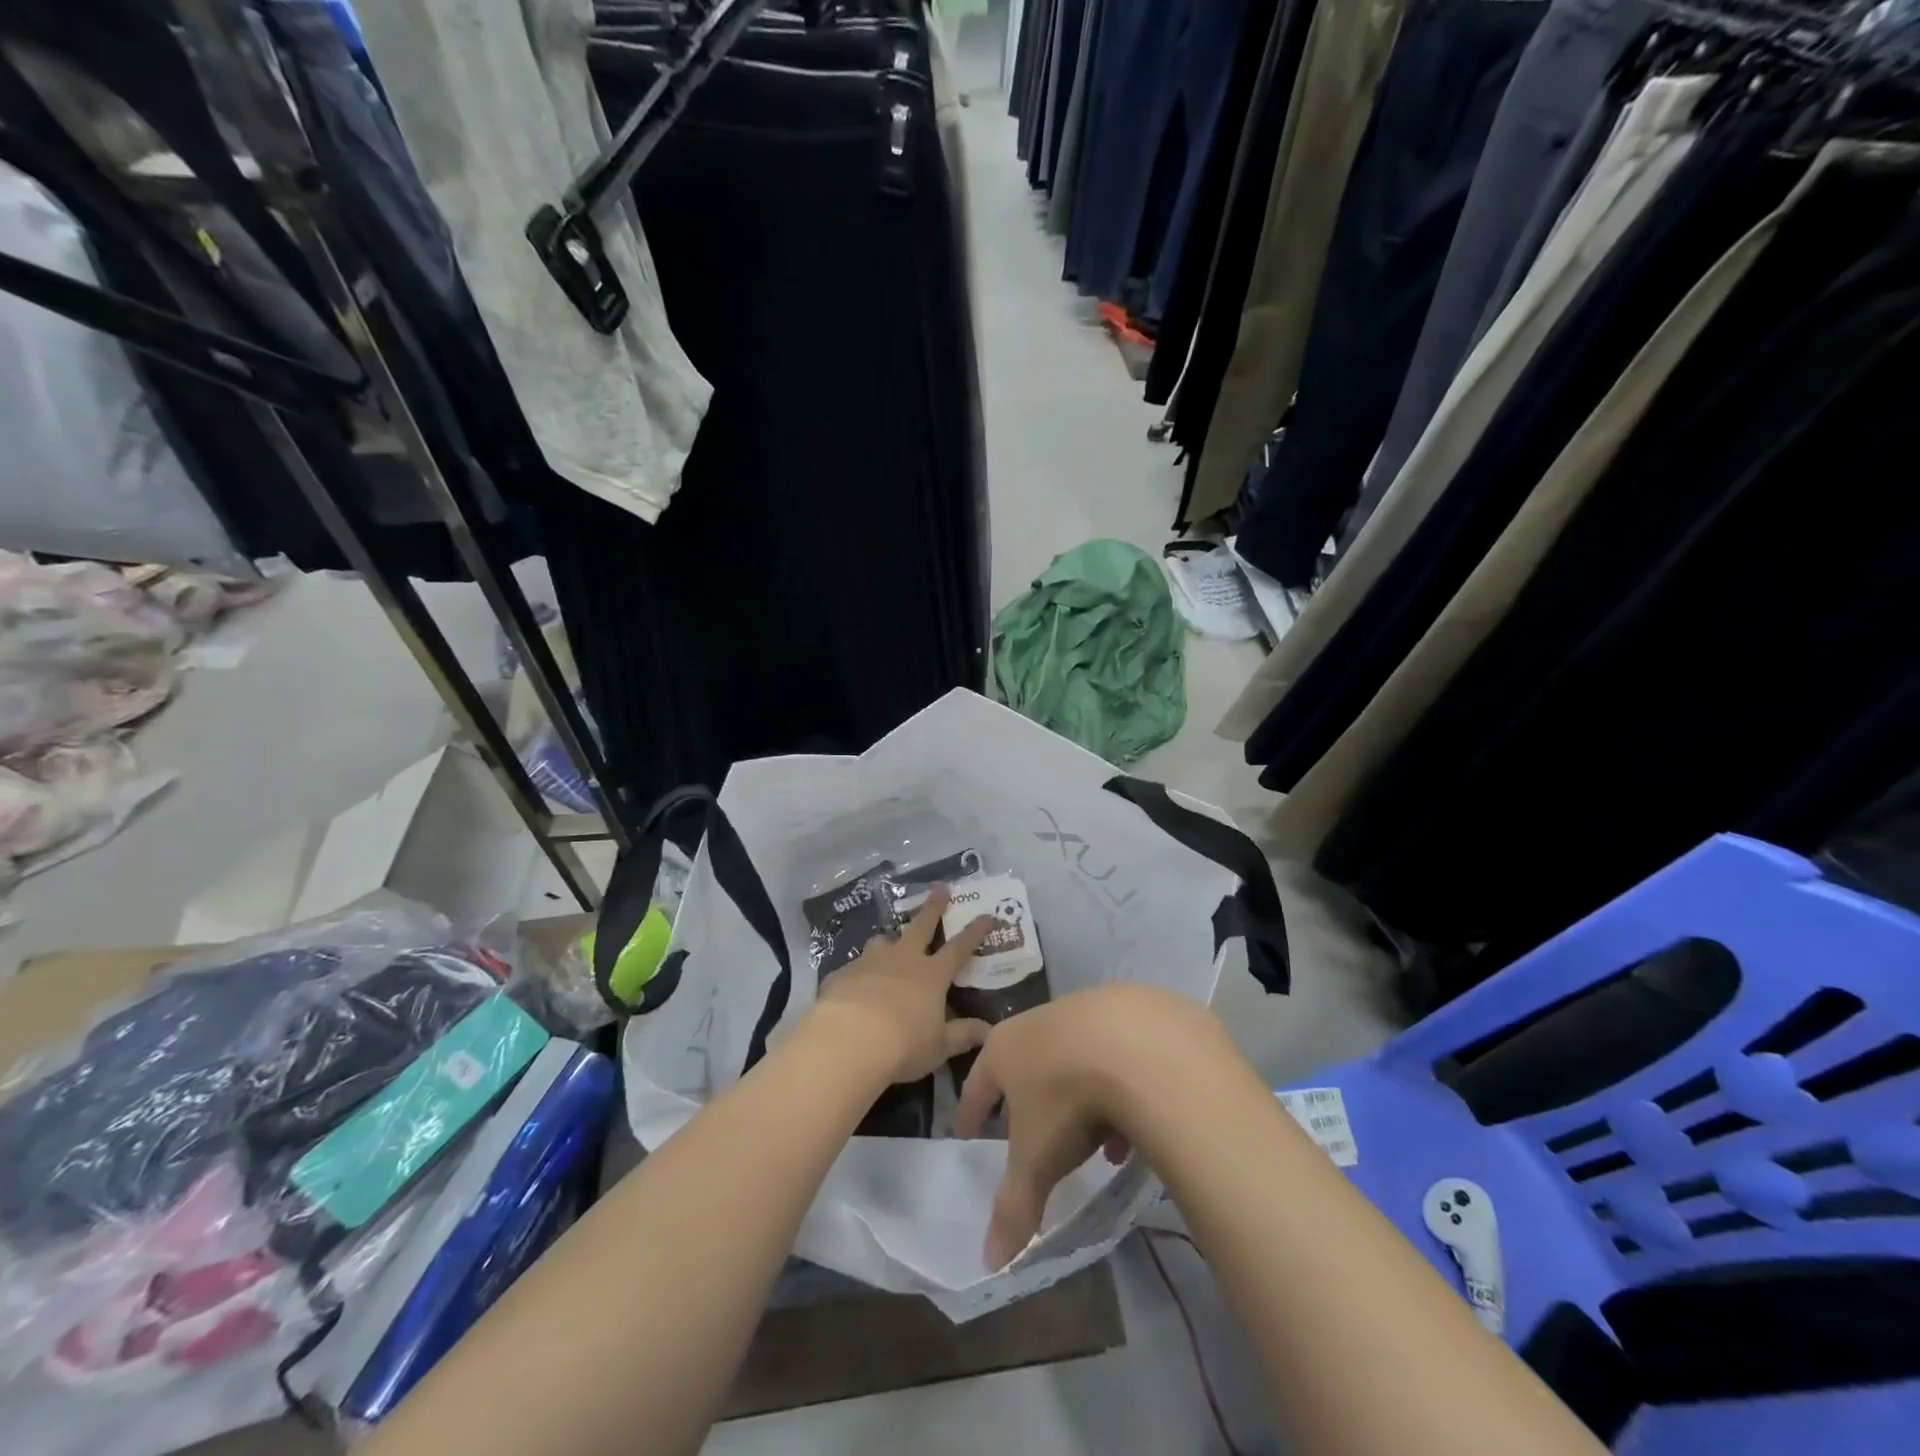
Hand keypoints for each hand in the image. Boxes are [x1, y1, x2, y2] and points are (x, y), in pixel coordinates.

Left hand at [810, 888, 993, 1085]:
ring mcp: (870, 962)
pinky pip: (854, 968)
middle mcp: (903, 959)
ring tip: (888, 943)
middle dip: (933, 907)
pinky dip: (859, 974)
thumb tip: (989, 1031)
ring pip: (882, 941)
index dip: (975, 932)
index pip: (959, 948)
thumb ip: (962, 1035)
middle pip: (921, 926)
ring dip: (889, 940)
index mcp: (932, 974)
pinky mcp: (842, 973)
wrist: (848, 1040)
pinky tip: (853, 987)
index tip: (986, 915)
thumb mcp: (939, 1046)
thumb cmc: (904, 1043)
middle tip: (940, 887)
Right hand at [956, 985, 1229, 1269]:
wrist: (1137, 1043)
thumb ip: (1014, 1207)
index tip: (967, 1132)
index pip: (976, 1082)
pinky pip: (1115, 1056)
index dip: (971, 1111)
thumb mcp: (1036, 1160)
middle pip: (1026, 1064)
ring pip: (1074, 1060)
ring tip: (1099, 1145)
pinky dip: (1120, 1089)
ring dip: (1080, 1100)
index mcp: (1004, 1048)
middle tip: (1034, 1136)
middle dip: (1030, 1103)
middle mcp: (1040, 1021)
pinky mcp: (1129, 1011)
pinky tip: (1138, 1124)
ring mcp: (1086, 1010)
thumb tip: (988, 1262)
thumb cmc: (1067, 1098)